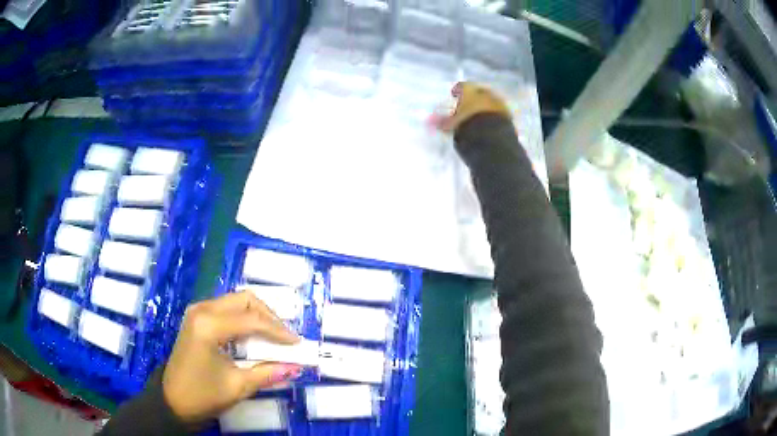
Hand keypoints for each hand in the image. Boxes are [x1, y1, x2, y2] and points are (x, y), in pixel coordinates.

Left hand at [163, 291, 300, 423]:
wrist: (172, 399)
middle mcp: (202, 309)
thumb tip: (297, 367)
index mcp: (209, 325)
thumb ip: (268, 373)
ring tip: (273, 337)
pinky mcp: (197, 317)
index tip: (298, 344)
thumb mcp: (238, 386)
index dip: (279, 331)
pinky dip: (244, 319)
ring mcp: (198, 311)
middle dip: (269, 317)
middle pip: (245, 300)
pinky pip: (227, 309)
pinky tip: (253, 336)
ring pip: (236, 301)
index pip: (252, 320)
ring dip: (258, 316)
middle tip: (285, 338)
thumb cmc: (203, 395)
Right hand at [432, 82, 511, 132]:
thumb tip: (428, 120)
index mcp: (469, 91)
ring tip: (480, 114)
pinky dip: (494, 115)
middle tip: (469, 104)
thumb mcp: (451, 125)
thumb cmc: (466, 127)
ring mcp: (498, 102)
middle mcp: (485, 93)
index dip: (458, 90)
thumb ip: (440, 121)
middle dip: (475, 97)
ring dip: (486, 105)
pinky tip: (491, 122)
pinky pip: (499, 111)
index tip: (454, 95)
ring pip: (491, 100)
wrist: (491, 137)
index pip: (463, 86)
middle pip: (479, 91)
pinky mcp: (508, 114)